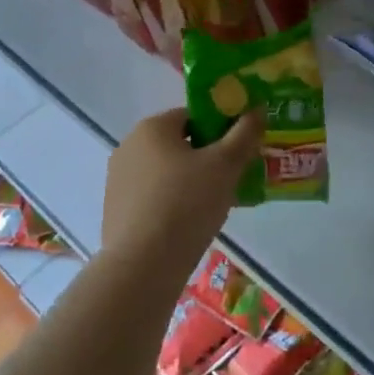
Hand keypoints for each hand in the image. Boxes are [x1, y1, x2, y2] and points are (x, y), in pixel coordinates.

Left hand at [101, 107, 263, 267]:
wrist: (142, 266)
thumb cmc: (186, 204)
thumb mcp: (225, 165)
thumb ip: (245, 133)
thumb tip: (257, 108)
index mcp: (152, 128)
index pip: (193, 116)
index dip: (221, 129)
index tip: (240, 151)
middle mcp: (129, 146)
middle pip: (179, 144)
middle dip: (208, 158)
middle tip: (233, 179)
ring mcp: (118, 180)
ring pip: (166, 173)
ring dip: (191, 182)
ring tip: (216, 206)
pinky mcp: (116, 211)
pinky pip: (153, 197)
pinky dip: (173, 204)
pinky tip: (190, 226)